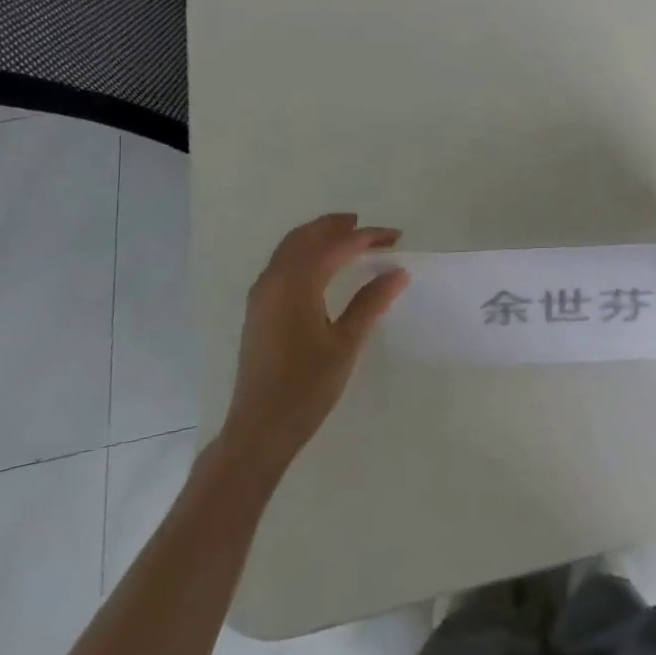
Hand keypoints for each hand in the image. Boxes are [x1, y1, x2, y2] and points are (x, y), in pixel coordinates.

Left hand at [221, 214, 409, 470]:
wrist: (260, 428)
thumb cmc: (307, 387)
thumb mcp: (346, 344)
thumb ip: (371, 303)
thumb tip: (397, 272)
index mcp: (296, 284)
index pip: (337, 246)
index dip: (368, 237)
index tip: (396, 237)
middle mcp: (274, 280)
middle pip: (307, 237)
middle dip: (338, 227)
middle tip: (371, 230)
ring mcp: (262, 294)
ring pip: (290, 247)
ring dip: (320, 236)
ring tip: (349, 239)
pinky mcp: (258, 309)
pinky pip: (282, 263)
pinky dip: (305, 252)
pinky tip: (322, 266)